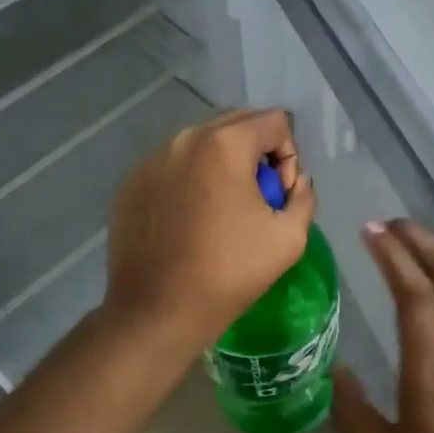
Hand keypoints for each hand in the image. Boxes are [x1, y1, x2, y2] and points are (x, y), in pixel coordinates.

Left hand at [104, 107, 314, 357]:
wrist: (157, 311)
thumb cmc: (229, 272)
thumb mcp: (289, 237)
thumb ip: (303, 196)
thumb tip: (294, 182)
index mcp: (225, 144)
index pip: (275, 121)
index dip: (289, 155)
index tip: (278, 195)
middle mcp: (185, 139)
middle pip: (237, 122)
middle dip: (257, 151)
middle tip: (257, 197)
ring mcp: (152, 159)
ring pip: (202, 142)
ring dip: (223, 163)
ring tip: (223, 209)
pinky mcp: (131, 182)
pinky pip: (173, 165)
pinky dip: (190, 180)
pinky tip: (190, 220)